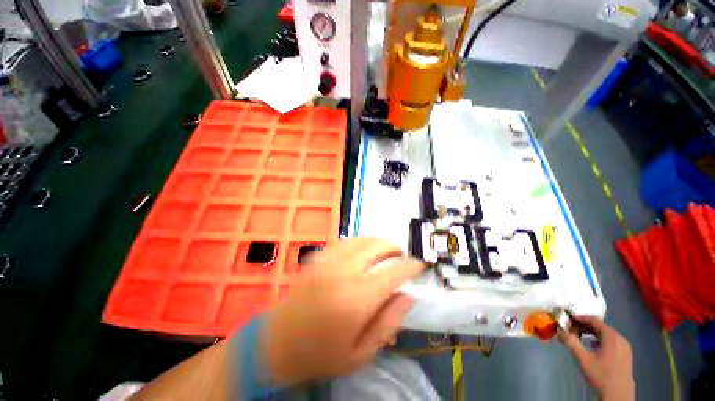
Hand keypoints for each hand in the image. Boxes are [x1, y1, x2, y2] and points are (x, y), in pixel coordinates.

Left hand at [261, 237, 424, 385]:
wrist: (277, 343)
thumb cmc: (322, 354)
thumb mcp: (362, 353)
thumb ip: (389, 322)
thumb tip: (407, 296)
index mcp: (358, 297)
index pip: (394, 272)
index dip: (411, 265)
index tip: (420, 265)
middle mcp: (344, 271)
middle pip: (377, 246)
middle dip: (395, 248)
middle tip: (401, 258)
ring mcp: (328, 260)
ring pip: (361, 239)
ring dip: (378, 242)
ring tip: (385, 253)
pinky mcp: (318, 258)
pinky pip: (345, 241)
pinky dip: (360, 242)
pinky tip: (363, 252)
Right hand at [558, 316, 634, 400]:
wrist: (618, 394)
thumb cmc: (600, 375)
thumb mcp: (583, 359)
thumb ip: (571, 342)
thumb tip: (559, 331)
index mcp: (611, 337)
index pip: (595, 320)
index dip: (581, 318)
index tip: (568, 318)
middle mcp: (620, 338)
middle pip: (601, 327)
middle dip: (586, 326)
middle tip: (572, 328)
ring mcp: (625, 347)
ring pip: (607, 334)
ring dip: (592, 333)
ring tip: (580, 336)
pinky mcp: (626, 354)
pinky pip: (612, 341)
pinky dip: (600, 340)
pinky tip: (593, 346)